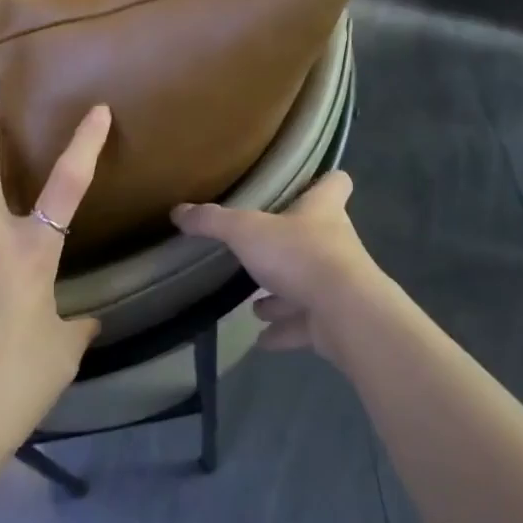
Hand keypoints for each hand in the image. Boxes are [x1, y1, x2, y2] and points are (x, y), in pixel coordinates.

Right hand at [172, 171, 405, 362]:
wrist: (345, 314)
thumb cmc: (299, 255)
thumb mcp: (246, 231)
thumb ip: (213, 221)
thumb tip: (178, 211)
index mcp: (322, 211)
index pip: (335, 183)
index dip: (323, 181)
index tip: (307, 183)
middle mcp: (336, 243)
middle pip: (319, 235)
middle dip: (289, 245)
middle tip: (261, 250)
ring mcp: (338, 284)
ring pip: (309, 284)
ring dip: (283, 295)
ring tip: (255, 305)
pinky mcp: (336, 321)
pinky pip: (306, 326)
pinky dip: (285, 332)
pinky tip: (262, 340)